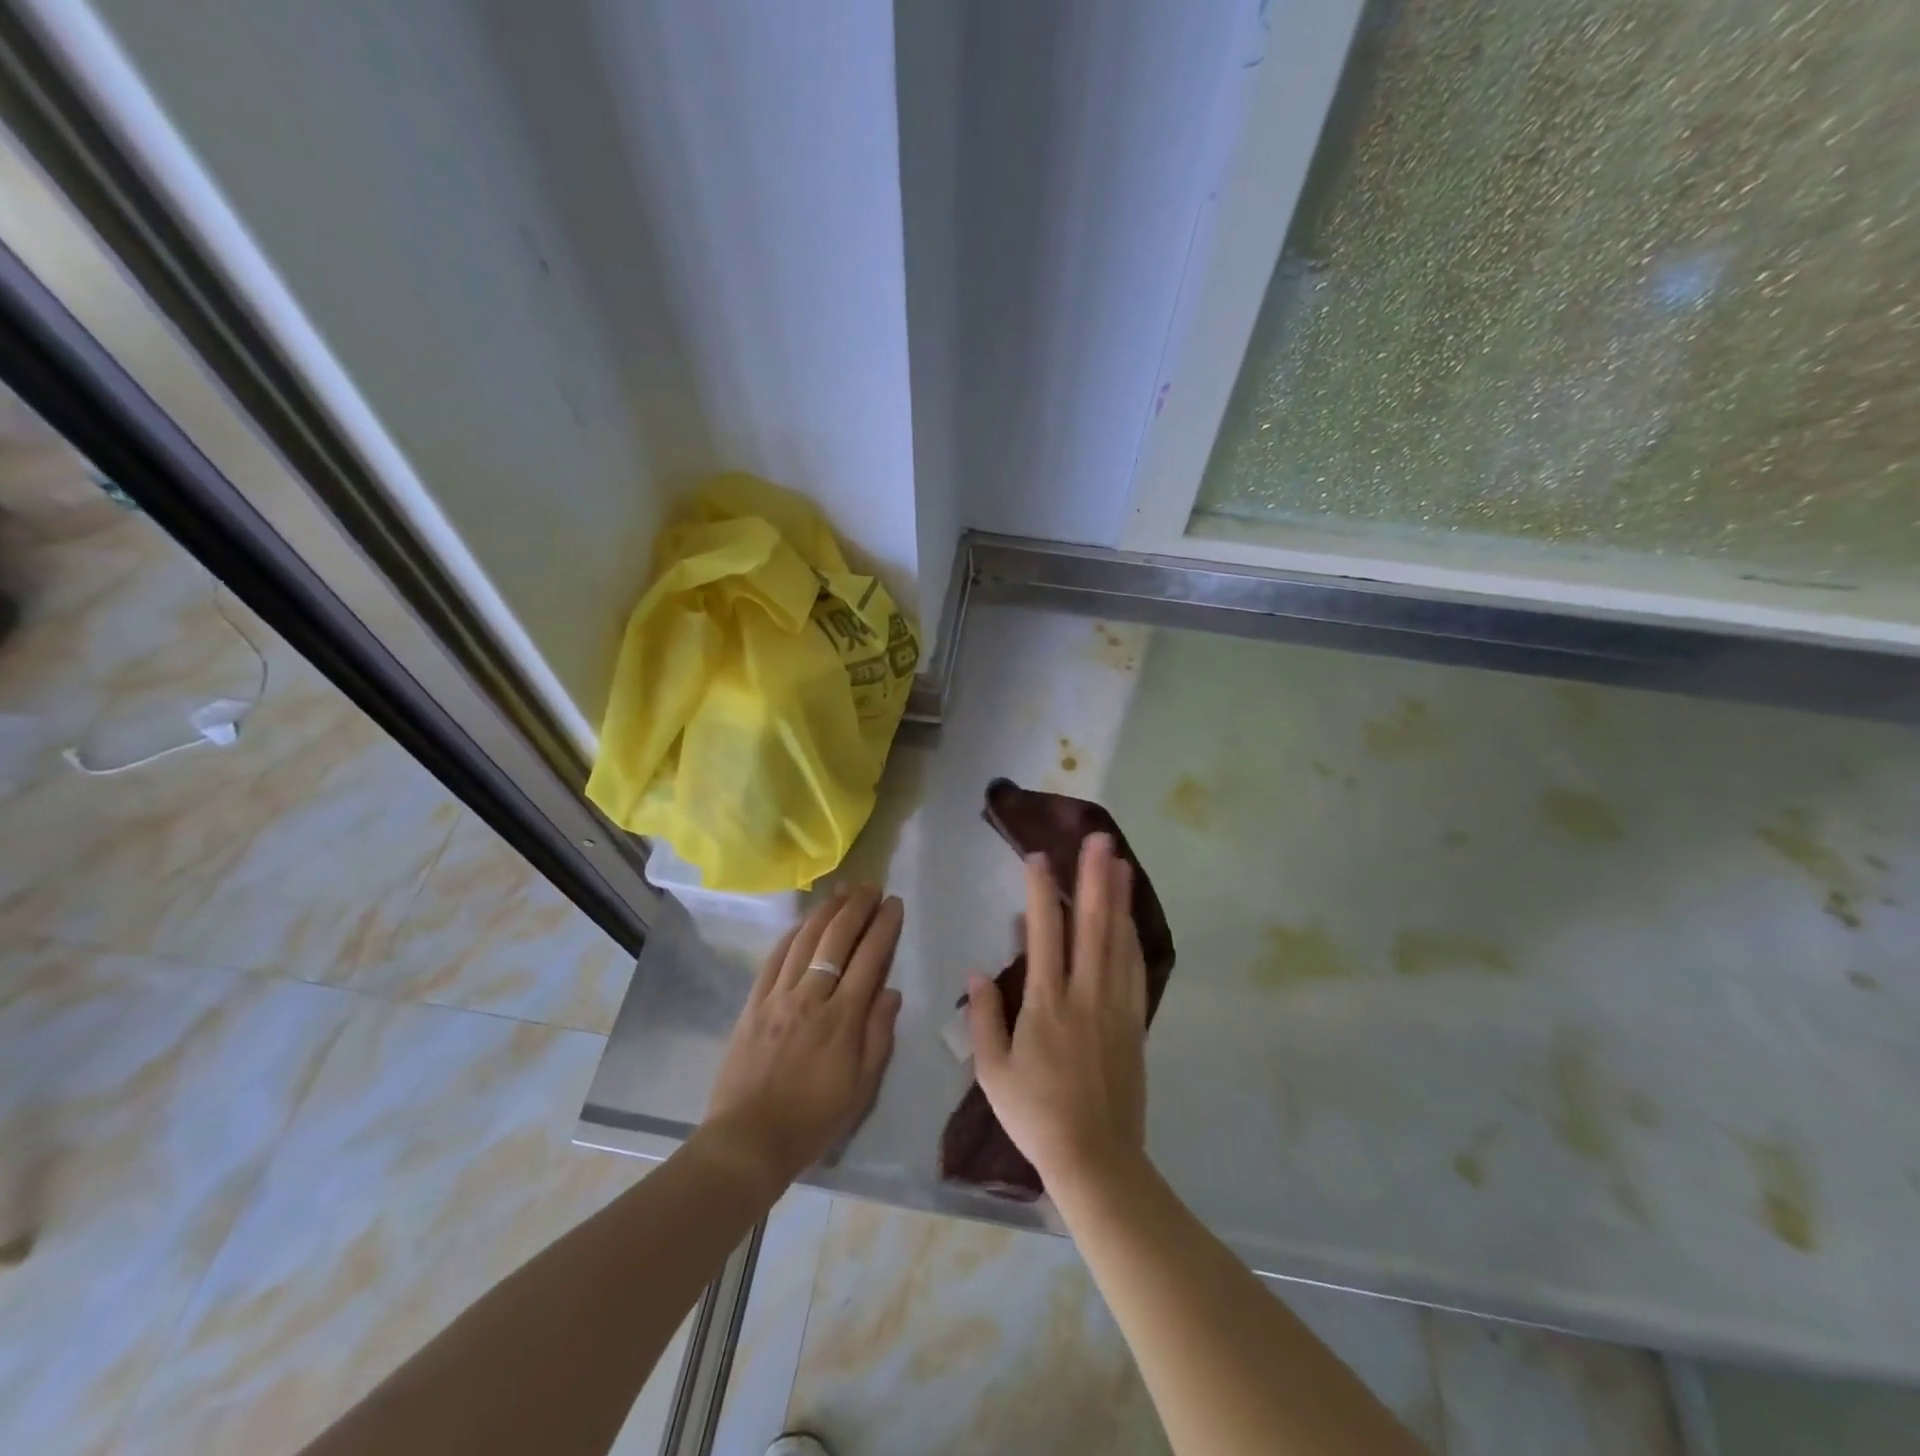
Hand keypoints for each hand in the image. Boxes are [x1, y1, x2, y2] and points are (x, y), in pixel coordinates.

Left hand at [700, 886, 903, 1192]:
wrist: (748, 1139)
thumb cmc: (813, 1119)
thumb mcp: (862, 1088)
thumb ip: (878, 1035)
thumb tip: (891, 992)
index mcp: (843, 1018)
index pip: (869, 958)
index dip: (884, 926)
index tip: (893, 904)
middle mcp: (812, 997)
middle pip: (837, 938)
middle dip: (857, 907)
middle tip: (871, 887)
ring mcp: (778, 997)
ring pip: (805, 940)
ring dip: (826, 911)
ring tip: (842, 892)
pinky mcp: (754, 1003)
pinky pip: (774, 958)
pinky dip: (792, 935)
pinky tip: (803, 922)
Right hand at [967, 834, 1148, 1197]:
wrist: (1095, 1158)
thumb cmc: (1035, 1115)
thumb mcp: (992, 1071)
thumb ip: (984, 1017)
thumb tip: (978, 971)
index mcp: (1047, 1003)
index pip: (1044, 933)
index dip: (1041, 892)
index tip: (1038, 858)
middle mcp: (1085, 994)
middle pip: (1092, 925)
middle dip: (1094, 878)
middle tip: (1099, 840)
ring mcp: (1115, 1006)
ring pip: (1118, 941)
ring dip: (1119, 899)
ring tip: (1120, 862)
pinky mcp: (1134, 1022)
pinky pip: (1134, 970)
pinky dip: (1132, 937)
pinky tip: (1130, 919)